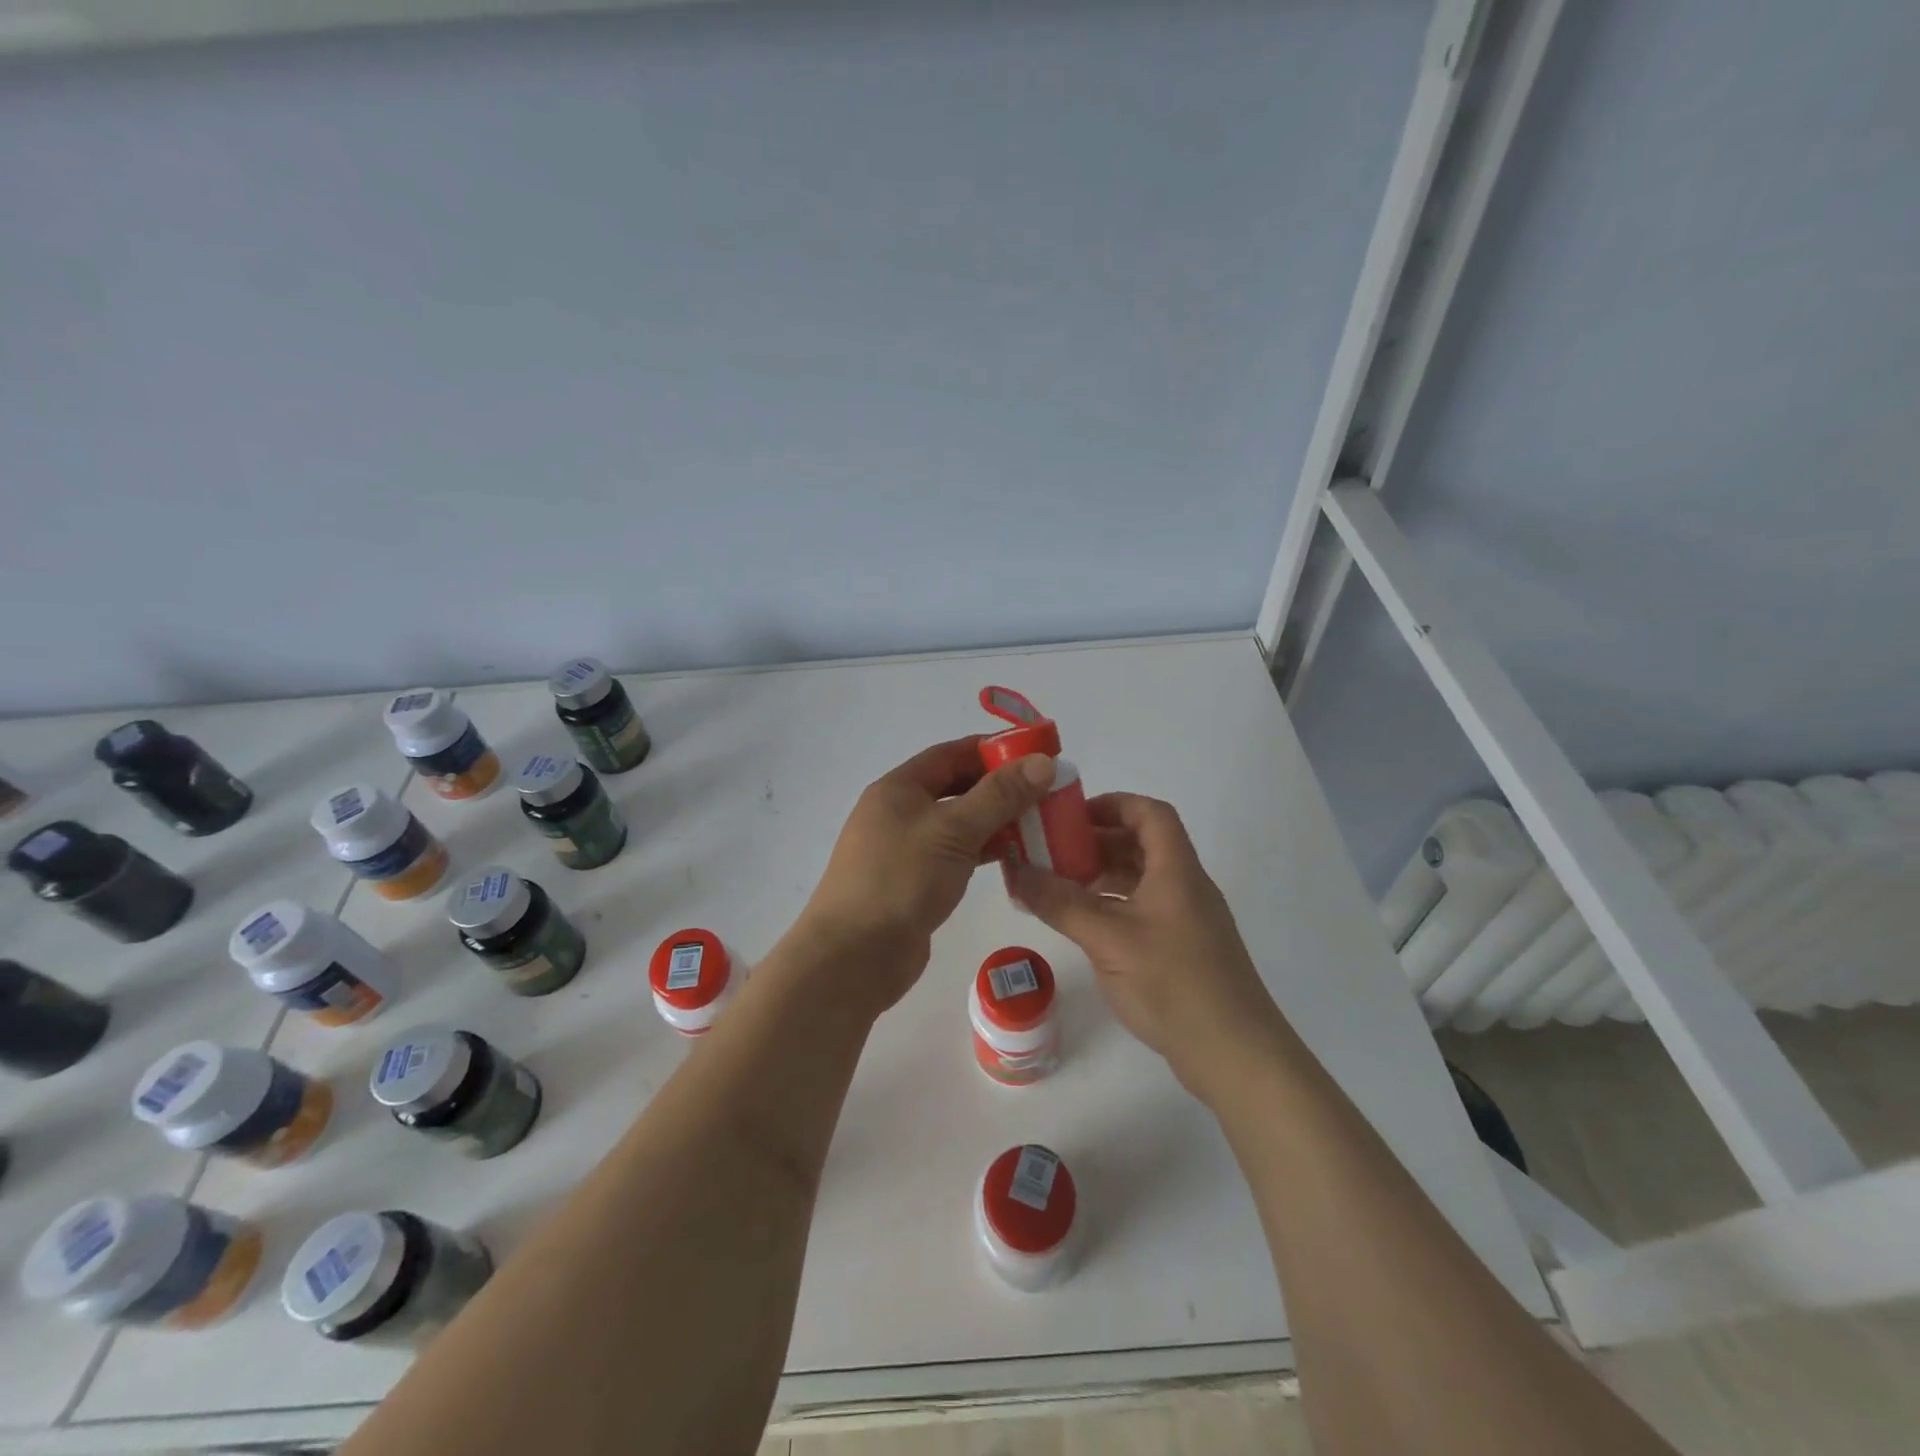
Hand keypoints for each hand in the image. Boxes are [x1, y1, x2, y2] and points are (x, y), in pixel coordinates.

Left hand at [795, 737, 1057, 1017]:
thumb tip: (1043, 761)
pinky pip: (955, 855)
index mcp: (898, 788)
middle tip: (1046, 792)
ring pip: (958, 824)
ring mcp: (905, 849)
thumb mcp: (954, 830)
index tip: (1036, 754)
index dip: (993, 750)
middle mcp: (899, 812)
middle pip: (956, 788)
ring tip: (1040, 824)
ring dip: (995, 822)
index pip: (951, 754)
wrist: (854, 956)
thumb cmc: (901, 879)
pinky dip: (983, 852)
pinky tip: (1015, 858)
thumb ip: (1000, 795)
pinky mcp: (914, 882)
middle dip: (999, 788)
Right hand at [1010, 792, 1287, 1103]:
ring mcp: (1187, 920)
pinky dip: (1113, 906)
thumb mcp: (1108, 939)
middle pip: (1143, 844)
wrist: (1235, 1055)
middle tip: (1053, 852)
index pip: (1150, 813)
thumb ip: (1060, 903)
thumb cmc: (1173, 984)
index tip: (1071, 816)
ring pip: (1142, 879)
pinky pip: (1144, 910)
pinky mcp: (1184, 950)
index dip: (1112, 804)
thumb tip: (1016, 871)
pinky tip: (1085, 925)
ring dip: (1102, 875)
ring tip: (1059, 886)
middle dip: (1097, 841)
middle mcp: (1186, 887)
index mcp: (1176, 870)